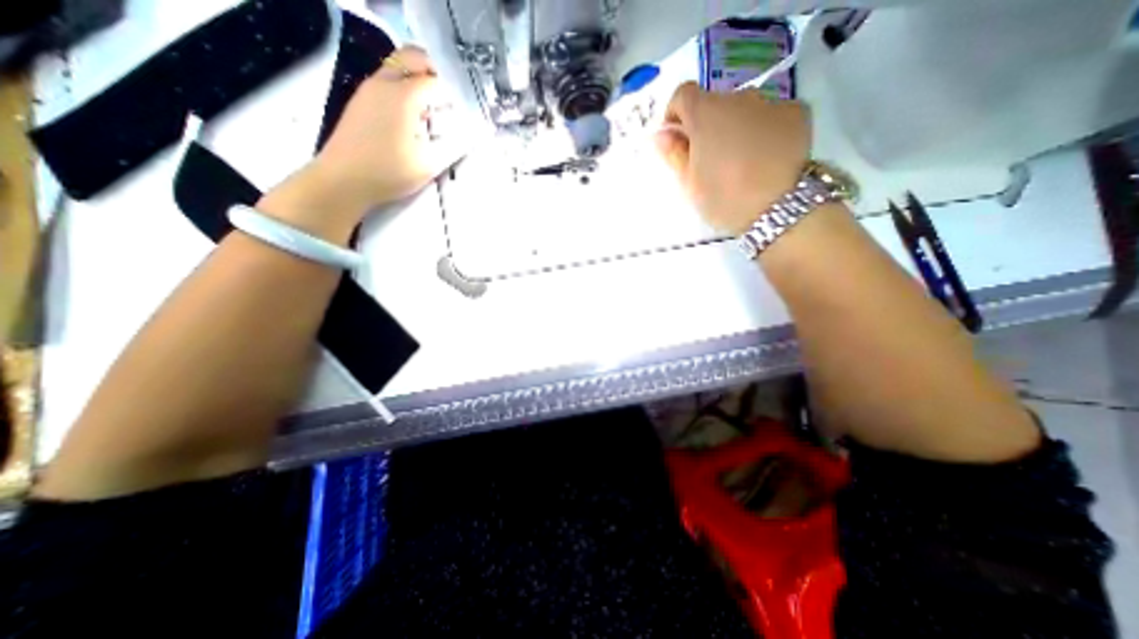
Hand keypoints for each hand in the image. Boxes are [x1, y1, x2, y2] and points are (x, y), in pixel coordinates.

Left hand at [259, 42, 469, 239]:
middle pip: (411, 58)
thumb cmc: (389, 172)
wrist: (343, 179)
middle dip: (434, 71)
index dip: (453, 92)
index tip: (466, 108)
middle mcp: (384, 83)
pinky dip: (404, 90)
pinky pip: (387, 82)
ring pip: (397, 68)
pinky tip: (413, 117)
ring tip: (435, 109)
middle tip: (450, 97)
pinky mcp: (361, 102)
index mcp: (403, 96)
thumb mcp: (428, 164)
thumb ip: (451, 146)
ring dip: (417, 80)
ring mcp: (368, 90)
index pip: (435, 80)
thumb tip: (469, 135)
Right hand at [656, 83, 812, 233]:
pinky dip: (764, 130)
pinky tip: (766, 157)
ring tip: (741, 161)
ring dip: (735, 126)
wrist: (779, 207)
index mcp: (705, 114)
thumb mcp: (689, 184)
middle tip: (710, 159)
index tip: (678, 140)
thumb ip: (674, 154)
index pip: (683, 94)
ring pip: (744, 109)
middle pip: (715, 103)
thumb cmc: (724, 198)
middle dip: (707, 125)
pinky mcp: (798, 113)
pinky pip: (771, 116)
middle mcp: (738, 98)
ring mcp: (771, 102)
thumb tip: (662, 134)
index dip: (676, 115)